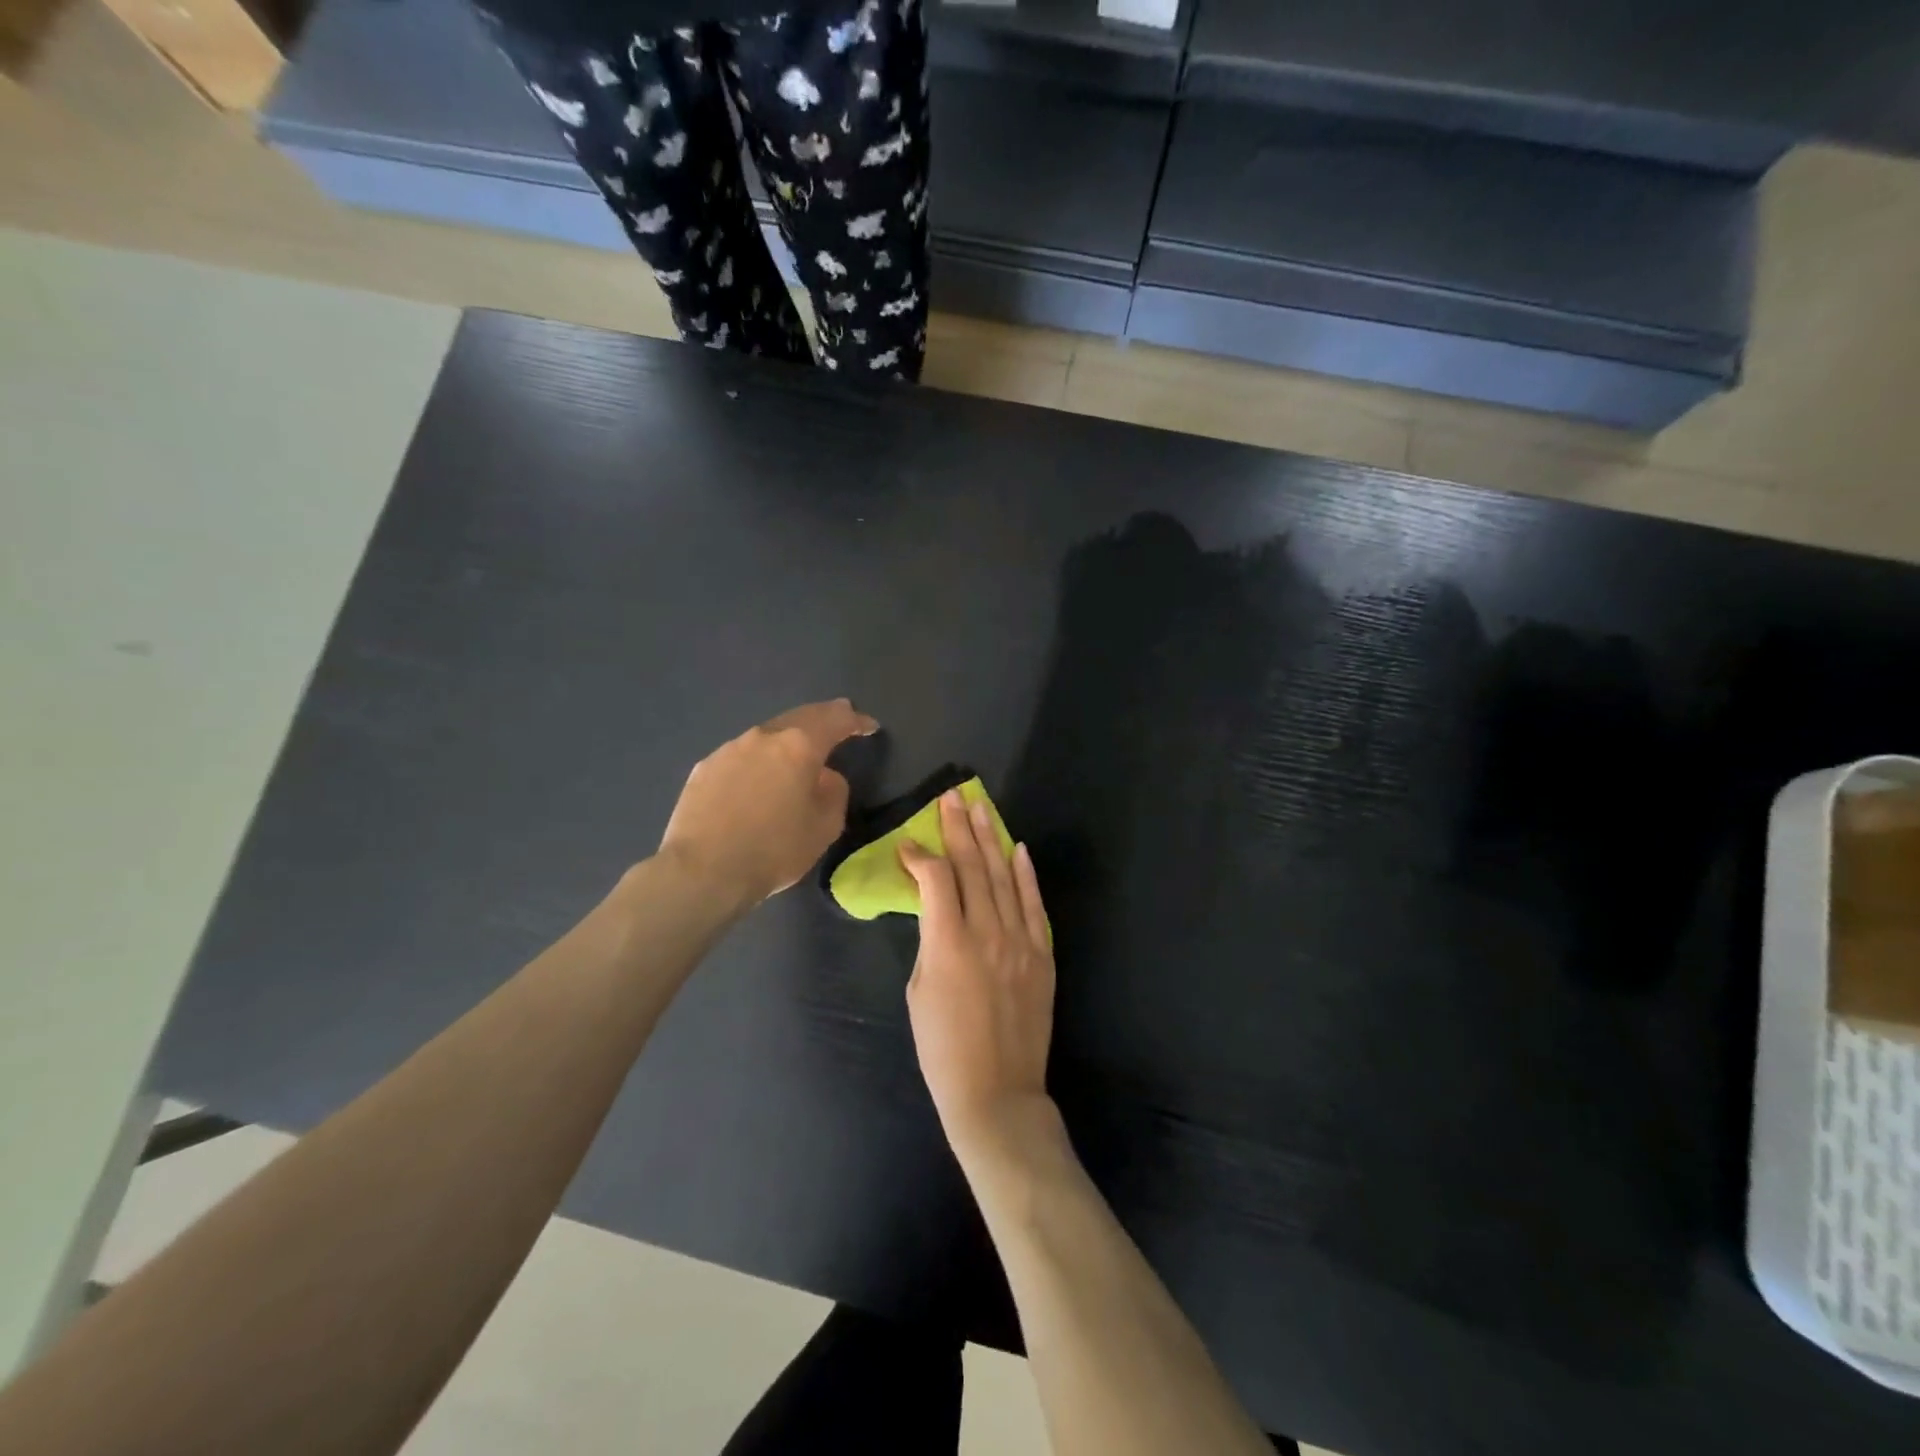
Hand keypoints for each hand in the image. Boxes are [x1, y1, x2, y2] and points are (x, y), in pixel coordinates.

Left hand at [660, 699, 877, 907]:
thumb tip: (824, 777)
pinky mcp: (704, 768)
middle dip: (823, 717)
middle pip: (800, 717)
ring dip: (787, 741)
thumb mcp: (824, 827)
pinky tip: (757, 780)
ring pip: (767, 736)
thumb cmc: (774, 850)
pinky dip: (758, 761)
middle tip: (840, 718)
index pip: (836, 720)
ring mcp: (729, 750)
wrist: (703, 872)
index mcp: (799, 746)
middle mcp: (764, 737)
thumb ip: (834, 792)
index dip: (856, 721)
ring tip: (796, 754)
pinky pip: (741, 757)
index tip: (869, 726)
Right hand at [900, 791, 1055, 1160]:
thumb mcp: (918, 991)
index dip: (919, 855)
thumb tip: (936, 910)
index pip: (935, 879)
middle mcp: (987, 931)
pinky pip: (1034, 905)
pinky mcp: (1042, 954)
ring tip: (979, 808)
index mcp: (948, 942)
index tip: (908, 842)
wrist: (997, 1092)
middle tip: (951, 796)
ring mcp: (1020, 941)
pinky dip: (1026, 875)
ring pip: (1004, 877)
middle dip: (958, 828)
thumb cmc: (943, 1049)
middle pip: (972, 867)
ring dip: (990, 839)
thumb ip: (929, 941)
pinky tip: (1017, 849)